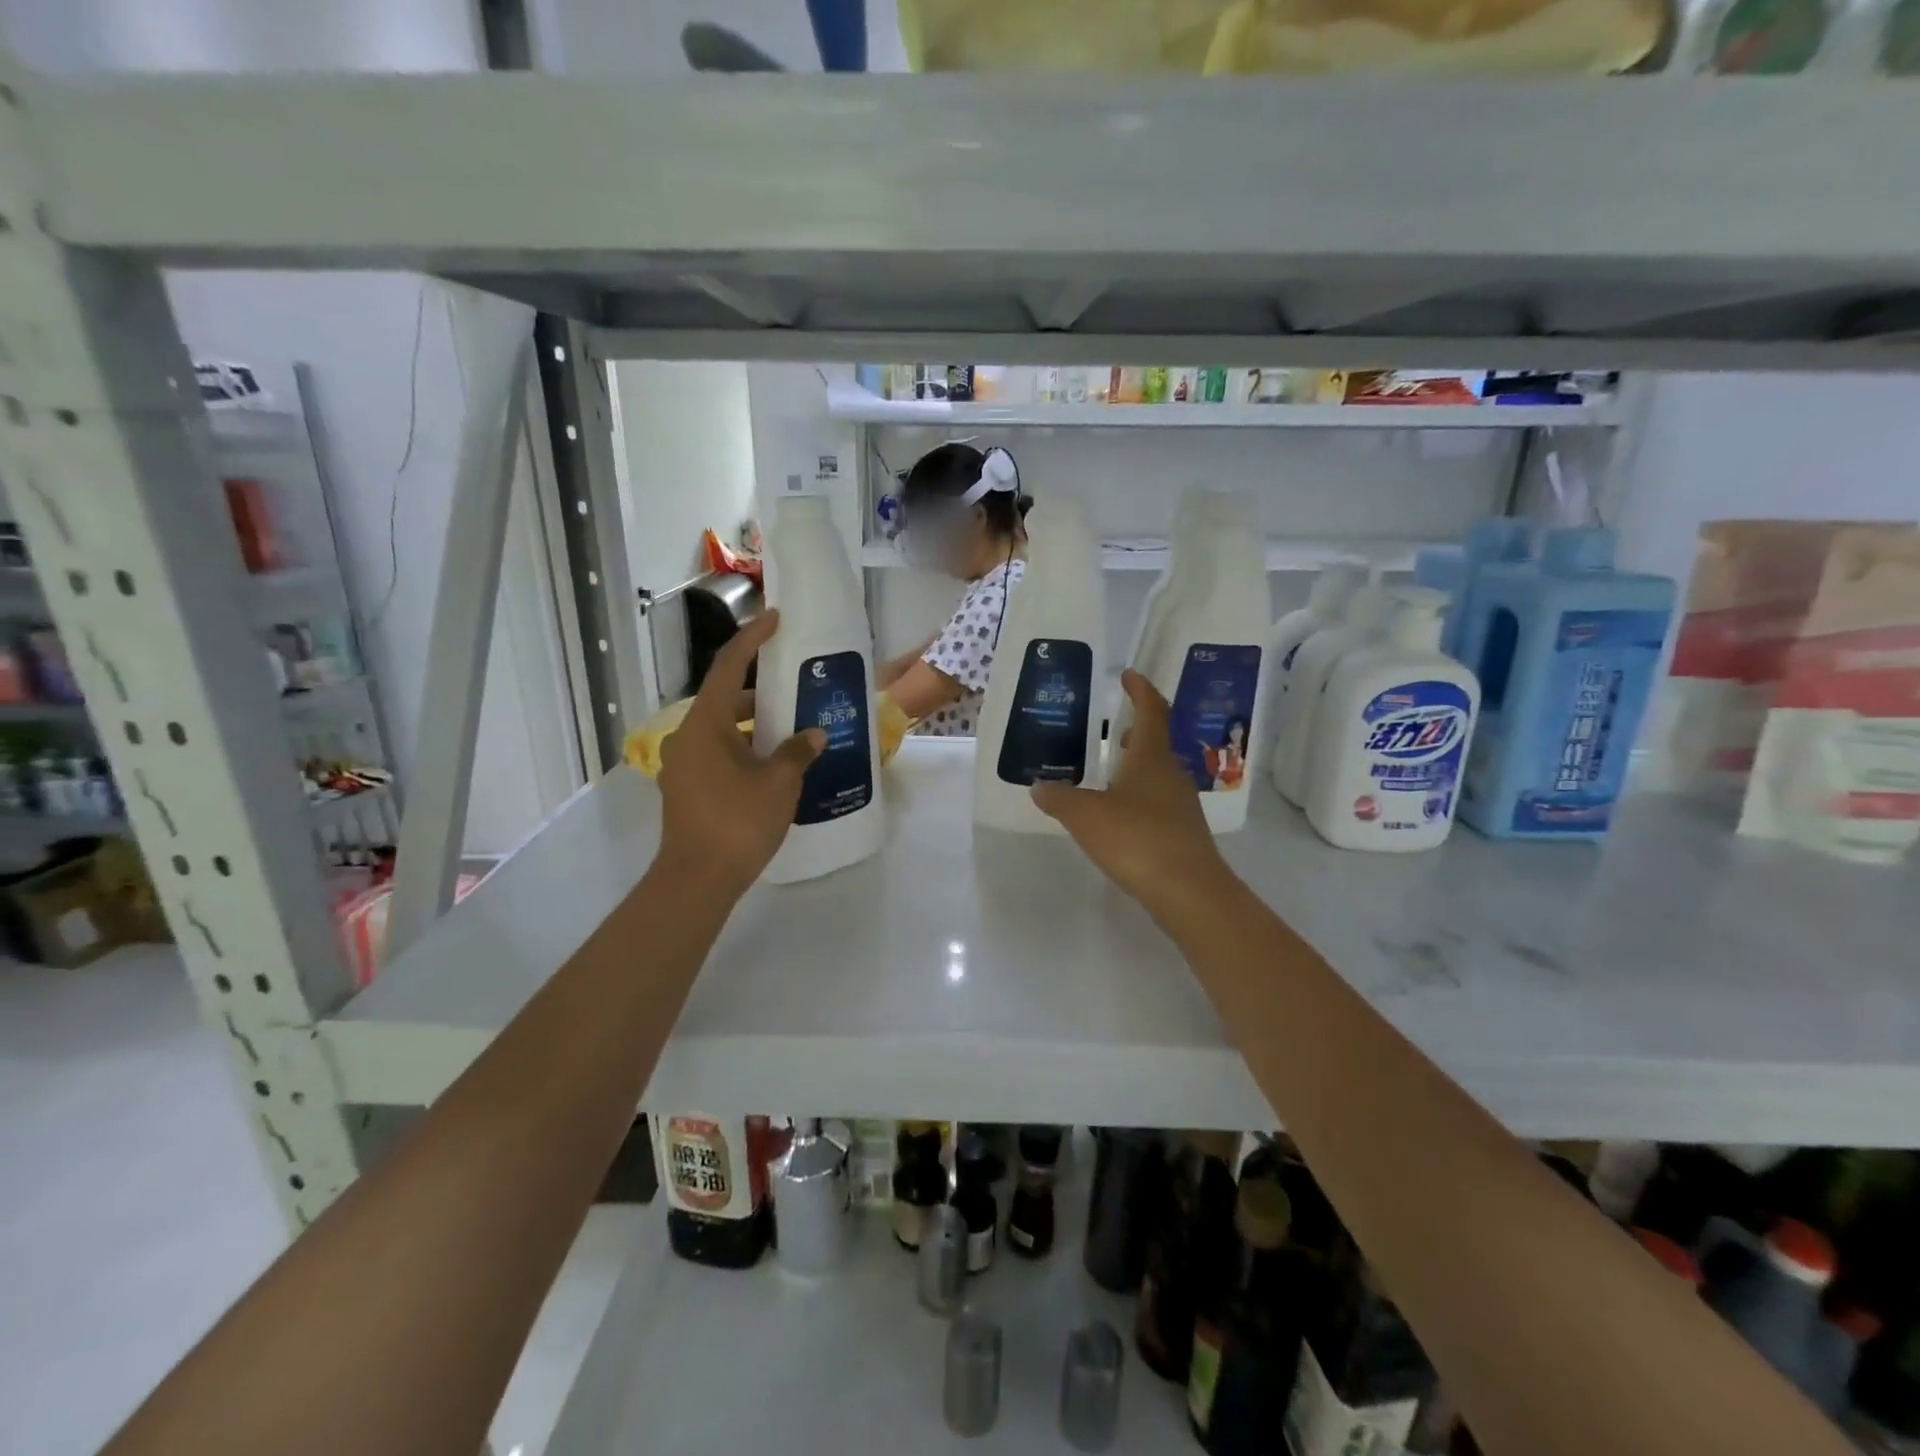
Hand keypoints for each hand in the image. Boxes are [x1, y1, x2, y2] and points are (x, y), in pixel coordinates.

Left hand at [656, 611, 823, 895]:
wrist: (697, 880)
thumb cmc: (737, 822)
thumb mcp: (779, 783)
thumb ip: (798, 751)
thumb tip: (814, 734)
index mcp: (704, 724)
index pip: (727, 666)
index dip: (752, 639)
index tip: (775, 619)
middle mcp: (687, 737)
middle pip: (724, 699)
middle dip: (760, 691)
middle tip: (796, 686)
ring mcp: (684, 765)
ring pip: (722, 730)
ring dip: (754, 725)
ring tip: (793, 726)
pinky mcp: (688, 788)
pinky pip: (719, 754)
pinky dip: (745, 749)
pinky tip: (775, 763)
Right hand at [1031, 670, 1237, 933]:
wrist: (1188, 891)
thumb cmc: (1136, 838)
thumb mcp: (1085, 815)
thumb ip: (1060, 798)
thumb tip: (1040, 786)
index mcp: (1151, 757)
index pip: (1152, 711)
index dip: (1141, 690)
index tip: (1128, 675)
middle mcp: (1171, 774)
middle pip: (1157, 742)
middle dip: (1137, 730)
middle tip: (1115, 726)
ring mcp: (1181, 805)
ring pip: (1158, 773)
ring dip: (1137, 765)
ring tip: (1110, 770)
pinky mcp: (1182, 833)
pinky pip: (1158, 801)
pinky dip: (1139, 796)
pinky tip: (1120, 814)